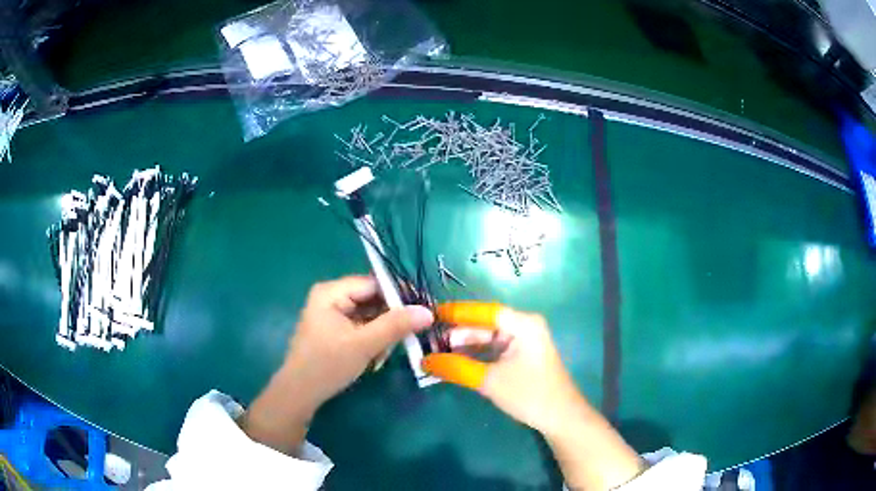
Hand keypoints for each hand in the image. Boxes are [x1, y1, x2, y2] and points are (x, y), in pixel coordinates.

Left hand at [241, 276, 433, 454]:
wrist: (300, 394)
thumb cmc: (327, 365)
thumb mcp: (363, 345)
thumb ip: (395, 326)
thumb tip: (428, 311)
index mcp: (331, 293)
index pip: (373, 283)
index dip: (399, 293)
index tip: (425, 306)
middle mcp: (332, 298)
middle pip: (371, 299)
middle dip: (392, 317)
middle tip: (416, 330)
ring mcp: (333, 315)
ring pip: (369, 315)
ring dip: (383, 331)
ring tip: (392, 349)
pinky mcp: (336, 332)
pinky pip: (362, 328)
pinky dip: (373, 340)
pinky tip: (378, 356)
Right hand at [426, 307, 644, 489]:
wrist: (560, 418)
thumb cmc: (529, 394)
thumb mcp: (490, 380)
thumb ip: (457, 368)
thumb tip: (425, 362)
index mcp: (523, 324)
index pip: (485, 311)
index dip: (458, 312)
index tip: (433, 314)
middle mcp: (525, 327)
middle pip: (486, 324)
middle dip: (459, 332)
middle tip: (431, 339)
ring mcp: (524, 342)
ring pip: (489, 338)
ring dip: (466, 345)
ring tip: (438, 351)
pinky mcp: (522, 357)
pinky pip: (495, 350)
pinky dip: (477, 355)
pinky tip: (457, 361)